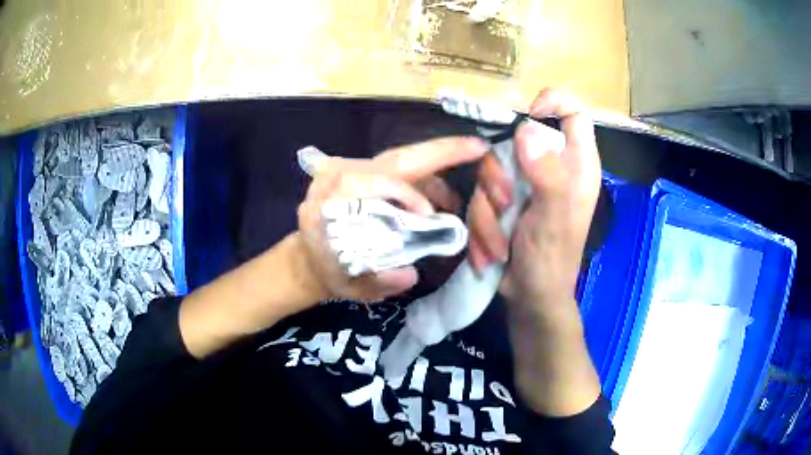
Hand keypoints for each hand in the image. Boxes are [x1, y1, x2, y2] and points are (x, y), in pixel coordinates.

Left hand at [297, 137, 486, 302]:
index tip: (430, 215)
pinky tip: (443, 200)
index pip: (372, 182)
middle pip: (397, 158)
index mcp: (331, 200)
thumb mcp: (350, 286)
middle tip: (478, 147)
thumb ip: (377, 283)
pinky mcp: (366, 173)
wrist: (310, 257)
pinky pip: (402, 170)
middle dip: (441, 152)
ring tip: (466, 191)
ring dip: (438, 170)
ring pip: (404, 161)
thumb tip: (410, 275)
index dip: (406, 194)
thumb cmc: (330, 272)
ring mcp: (355, 170)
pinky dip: (427, 180)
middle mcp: (341, 175)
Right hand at [468, 88, 600, 324]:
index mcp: (576, 164)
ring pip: (492, 169)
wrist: (529, 296)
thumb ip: (548, 174)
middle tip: (506, 204)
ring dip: (488, 209)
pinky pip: (481, 195)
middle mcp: (550, 167)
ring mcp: (525, 183)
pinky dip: (482, 224)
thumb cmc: (551, 260)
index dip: (552, 103)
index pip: (573, 113)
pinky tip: (493, 249)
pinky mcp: (504, 200)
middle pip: (516, 141)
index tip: (528, 115)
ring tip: (500, 240)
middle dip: (501, 175)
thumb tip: (529, 129)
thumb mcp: (554, 218)